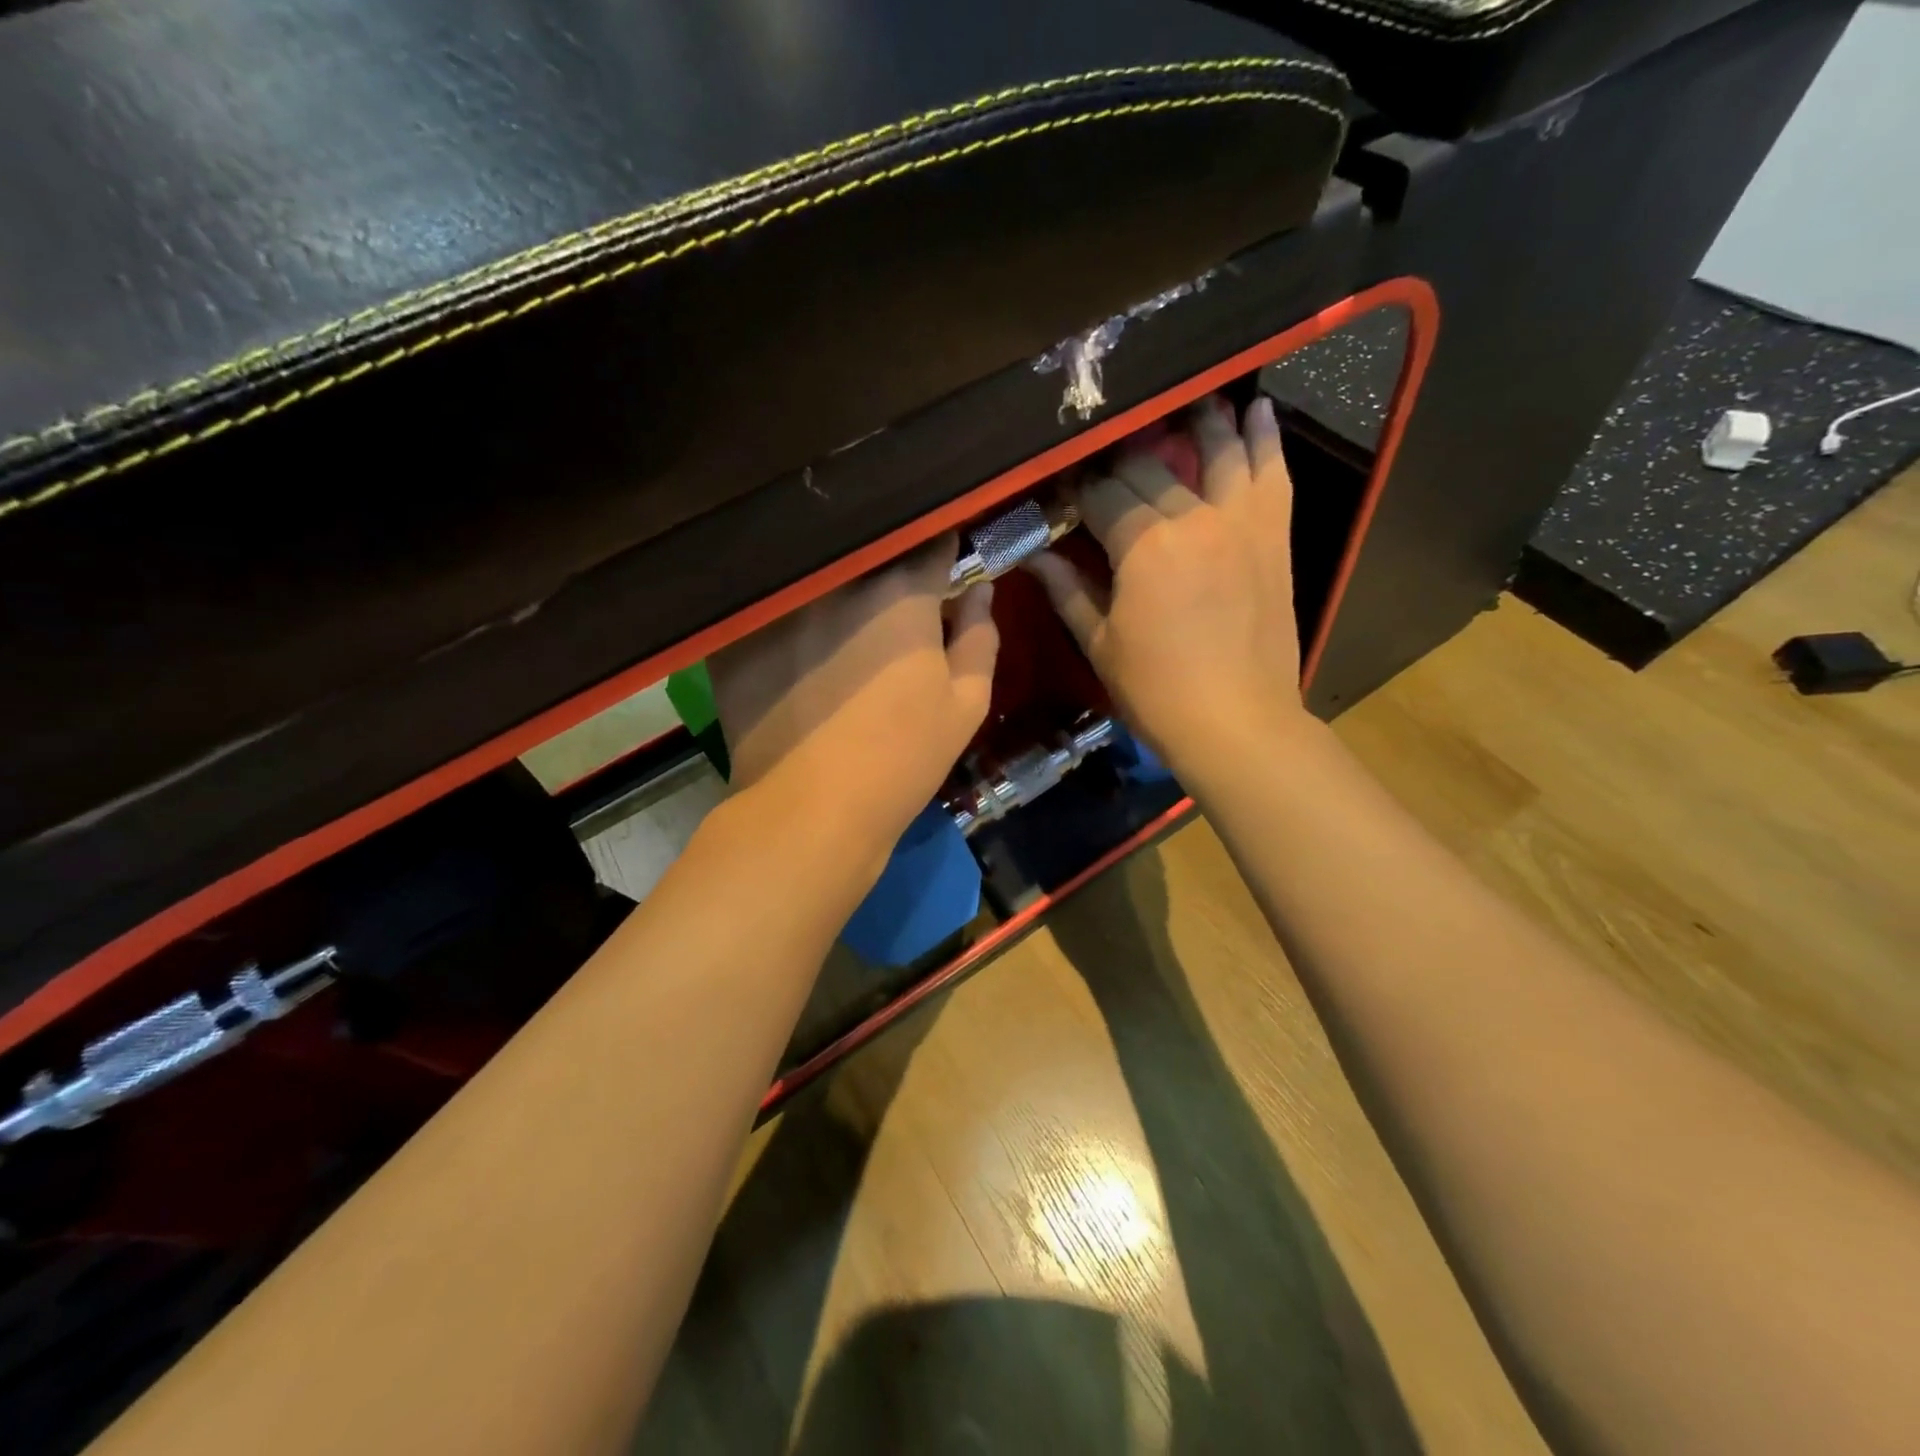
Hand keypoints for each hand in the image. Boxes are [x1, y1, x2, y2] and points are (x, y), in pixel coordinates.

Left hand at [708, 535, 998, 837]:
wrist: (812, 811)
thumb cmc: (903, 759)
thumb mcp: (966, 705)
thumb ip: (979, 638)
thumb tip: (980, 590)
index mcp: (901, 594)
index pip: (929, 545)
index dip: (941, 550)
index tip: (942, 562)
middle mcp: (838, 584)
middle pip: (867, 556)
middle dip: (883, 567)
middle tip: (889, 601)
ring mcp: (783, 607)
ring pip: (816, 579)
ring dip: (832, 588)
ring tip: (838, 619)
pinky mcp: (739, 636)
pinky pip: (770, 611)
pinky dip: (784, 620)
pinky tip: (790, 647)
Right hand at [1026, 394, 1306, 769]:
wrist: (1237, 722)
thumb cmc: (1156, 691)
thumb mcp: (1099, 643)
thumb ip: (1067, 590)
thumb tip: (1033, 555)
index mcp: (1143, 545)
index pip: (1100, 493)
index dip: (1076, 487)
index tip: (1061, 488)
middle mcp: (1192, 518)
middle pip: (1149, 467)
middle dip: (1120, 459)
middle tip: (1104, 460)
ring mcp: (1239, 522)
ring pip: (1216, 451)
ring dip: (1197, 422)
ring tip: (1182, 401)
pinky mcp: (1273, 536)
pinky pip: (1272, 475)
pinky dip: (1265, 440)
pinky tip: (1256, 409)